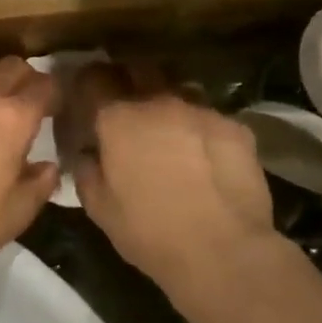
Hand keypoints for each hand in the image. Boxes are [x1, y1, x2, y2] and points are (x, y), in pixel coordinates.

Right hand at [66, 63, 280, 301]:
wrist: (223, 252)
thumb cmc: (149, 232)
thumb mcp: (99, 208)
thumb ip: (86, 170)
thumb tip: (88, 152)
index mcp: (118, 118)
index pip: (93, 78)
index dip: (86, 82)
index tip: (85, 92)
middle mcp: (158, 102)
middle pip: (139, 71)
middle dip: (130, 80)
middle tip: (128, 107)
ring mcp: (201, 110)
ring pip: (178, 90)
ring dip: (169, 104)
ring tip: (170, 130)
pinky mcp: (236, 127)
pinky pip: (211, 118)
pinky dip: (202, 130)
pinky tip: (207, 156)